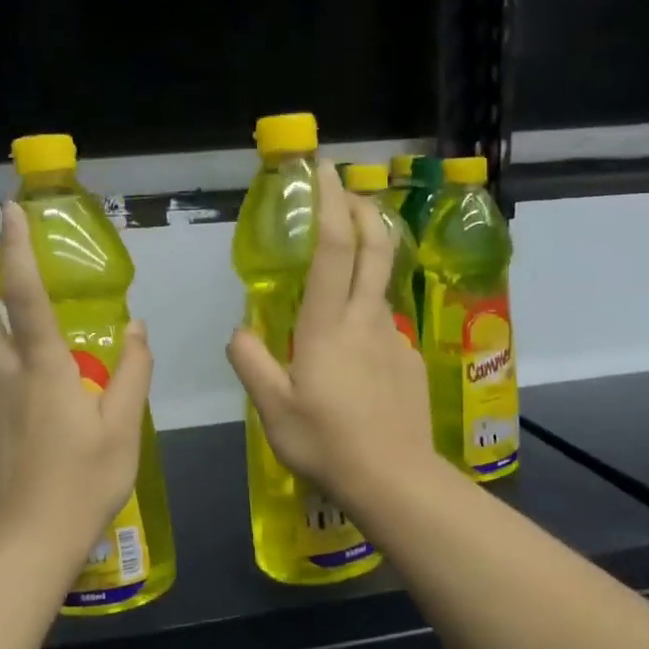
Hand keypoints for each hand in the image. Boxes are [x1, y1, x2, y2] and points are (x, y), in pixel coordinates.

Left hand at [0, 202, 153, 567]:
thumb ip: (133, 372)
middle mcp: (4, 375)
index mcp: (43, 368)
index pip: (23, 295)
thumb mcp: (125, 427)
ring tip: (37, 331)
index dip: (15, 248)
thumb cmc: (84, 482)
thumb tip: (137, 328)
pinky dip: (9, 366)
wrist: (26, 542)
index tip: (10, 211)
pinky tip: (39, 395)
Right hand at [226, 165, 436, 512]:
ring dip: (366, 265)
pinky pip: (384, 329)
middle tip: (348, 192)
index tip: (324, 170)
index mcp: (329, 325)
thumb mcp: (272, 408)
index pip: (334, 249)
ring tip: (341, 284)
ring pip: (380, 289)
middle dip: (363, 210)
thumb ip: (251, 362)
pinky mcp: (410, 361)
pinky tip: (357, 361)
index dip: (330, 204)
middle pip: (376, 248)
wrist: (394, 479)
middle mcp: (366, 319)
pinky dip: (367, 322)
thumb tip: (239, 331)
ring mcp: (394, 339)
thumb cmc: (326, 442)